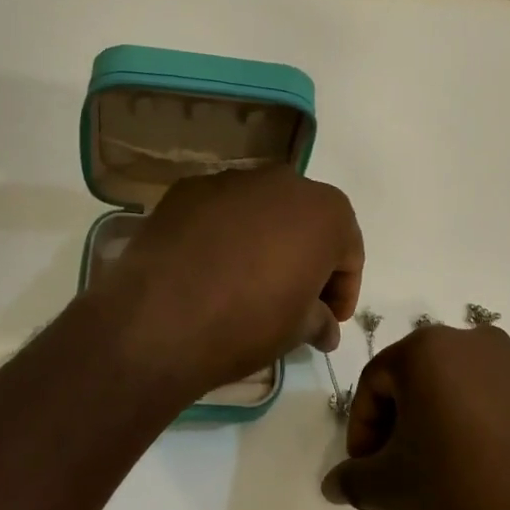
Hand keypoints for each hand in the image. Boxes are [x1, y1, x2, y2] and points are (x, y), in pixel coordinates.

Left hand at [86, 166, 362, 401]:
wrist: (160, 319)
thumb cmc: (248, 323)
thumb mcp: (298, 330)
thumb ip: (320, 320)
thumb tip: (325, 327)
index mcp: (325, 212)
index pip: (348, 252)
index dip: (343, 289)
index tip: (330, 319)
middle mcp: (284, 181)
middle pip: (306, 221)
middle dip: (306, 256)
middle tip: (294, 297)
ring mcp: (232, 179)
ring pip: (262, 209)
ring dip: (265, 239)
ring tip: (247, 280)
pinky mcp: (188, 188)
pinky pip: (220, 210)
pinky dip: (224, 232)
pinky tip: (209, 266)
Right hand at [322, 324, 509, 509]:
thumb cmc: (464, 495)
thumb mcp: (394, 491)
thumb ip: (354, 480)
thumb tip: (332, 484)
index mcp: (428, 349)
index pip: (374, 382)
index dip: (361, 429)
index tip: (365, 472)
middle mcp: (472, 341)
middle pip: (415, 378)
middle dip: (398, 423)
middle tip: (396, 471)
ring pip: (455, 387)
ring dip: (437, 422)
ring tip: (439, 472)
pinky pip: (493, 398)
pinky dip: (475, 424)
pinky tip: (480, 468)